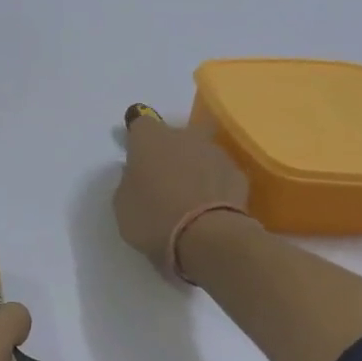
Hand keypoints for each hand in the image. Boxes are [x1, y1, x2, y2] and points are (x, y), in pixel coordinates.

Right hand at [113, 113, 251, 273]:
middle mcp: (185, 137)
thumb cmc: (153, 218)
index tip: (134, 154)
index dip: (137, 137)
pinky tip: (207, 207)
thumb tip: (137, 175)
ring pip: (201, 153)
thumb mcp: (122, 204)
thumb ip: (129, 182)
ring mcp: (216, 154)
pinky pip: (219, 175)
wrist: (207, 237)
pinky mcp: (239, 175)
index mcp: (150, 140)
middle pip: (176, 134)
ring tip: (187, 196)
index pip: (141, 123)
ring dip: (193, 167)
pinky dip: (213, 185)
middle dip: (170, 150)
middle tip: (162, 176)